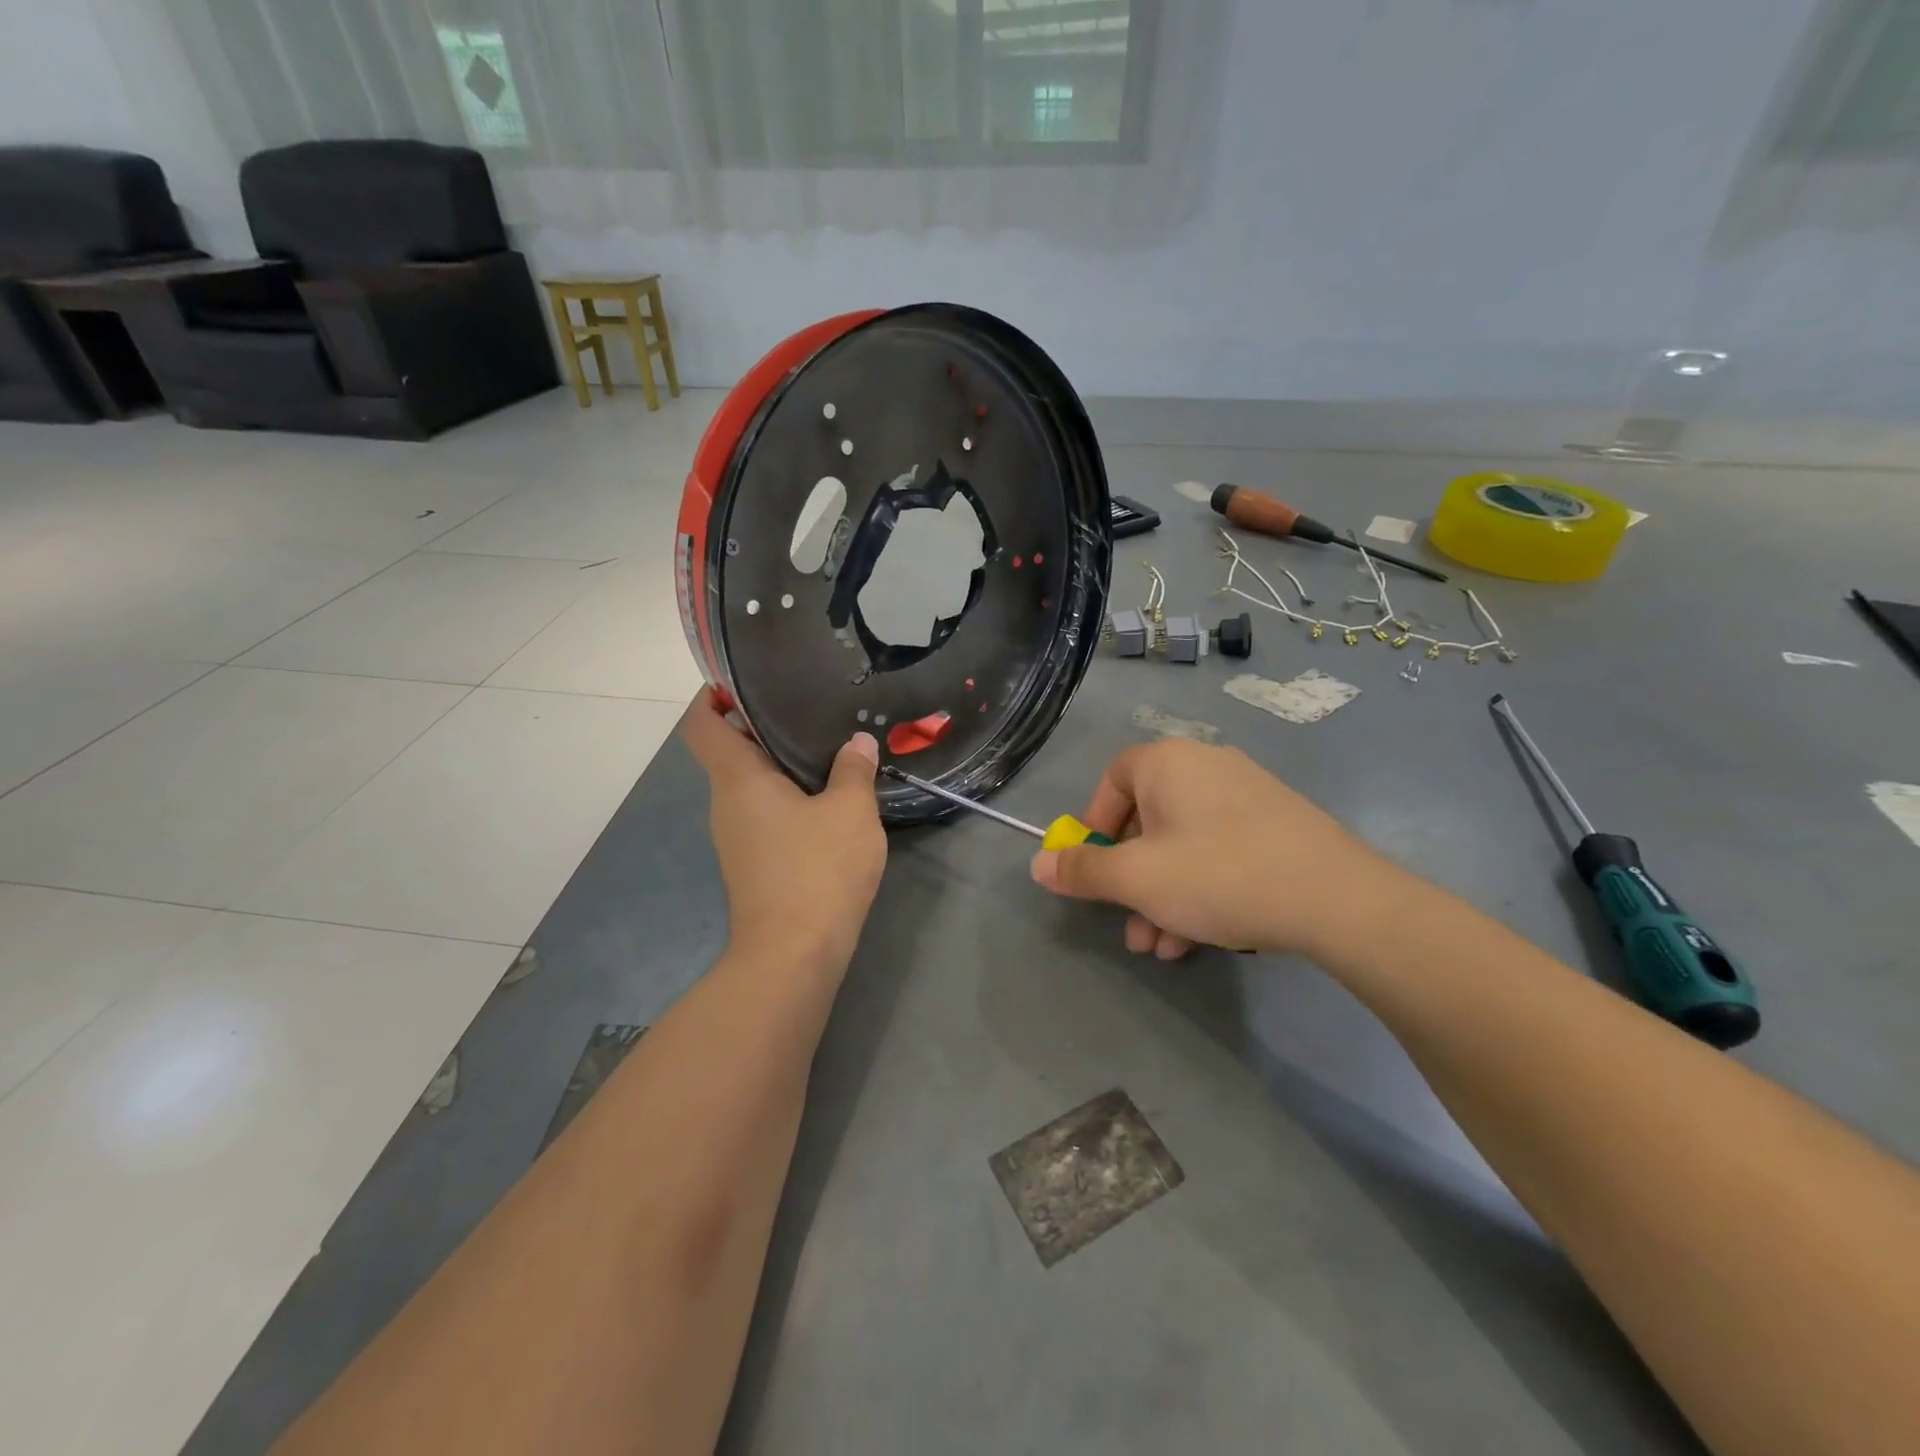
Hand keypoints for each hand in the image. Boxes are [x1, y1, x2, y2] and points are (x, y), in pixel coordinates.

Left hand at [683, 691, 886, 976]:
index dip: (712, 696)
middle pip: (729, 752)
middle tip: (810, 709)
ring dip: (780, 766)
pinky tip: (827, 800)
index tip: (746, 680)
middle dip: (763, 727)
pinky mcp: (752, 864)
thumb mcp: (850, 811)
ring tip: (826, 749)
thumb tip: (857, 744)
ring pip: (750, 785)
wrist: (794, 955)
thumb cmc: (817, 870)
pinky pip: (764, 814)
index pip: (701, 724)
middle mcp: (725, 804)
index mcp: (737, 779)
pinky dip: (787, 798)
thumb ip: (854, 770)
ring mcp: (735, 837)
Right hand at [1030, 739, 1390, 959]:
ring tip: (1162, 948)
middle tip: (1129, 926)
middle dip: (1131, 880)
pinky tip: (1201, 939)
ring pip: (1184, 845)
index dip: (1095, 824)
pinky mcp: (1278, 825)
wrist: (1337, 899)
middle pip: (1148, 820)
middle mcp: (1206, 765)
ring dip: (1163, 896)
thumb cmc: (1218, 875)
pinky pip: (1220, 851)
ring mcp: (1247, 794)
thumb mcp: (1136, 879)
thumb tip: (1038, 864)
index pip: (1113, 779)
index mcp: (1168, 762)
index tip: (1096, 868)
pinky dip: (1201, 889)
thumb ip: (1082, 870)